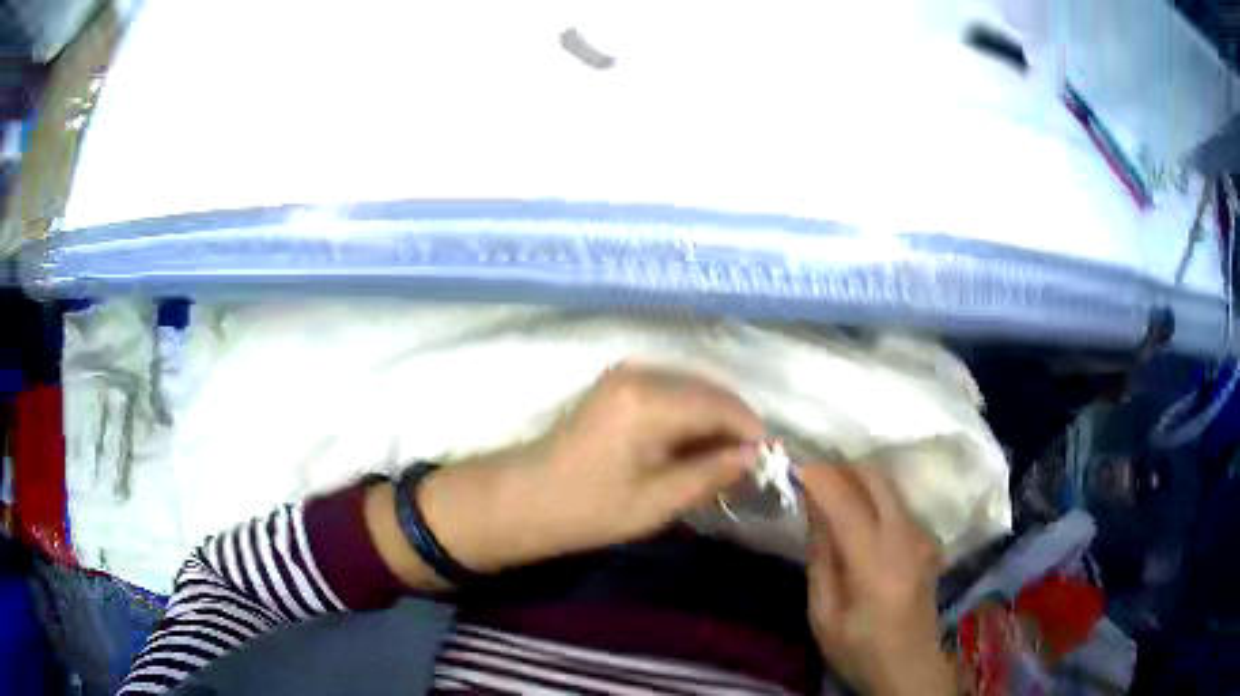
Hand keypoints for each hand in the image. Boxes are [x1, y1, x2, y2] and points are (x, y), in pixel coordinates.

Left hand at [528, 362, 764, 555]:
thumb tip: (755, 455)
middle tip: (750, 465)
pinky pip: (673, 391)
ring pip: (694, 388)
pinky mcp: (619, 382)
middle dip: (735, 425)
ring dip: (715, 420)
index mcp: (648, 401)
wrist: (526, 498)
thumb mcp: (656, 502)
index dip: (751, 431)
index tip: (770, 461)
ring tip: (726, 460)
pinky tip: (695, 447)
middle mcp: (641, 373)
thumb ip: (710, 473)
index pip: (720, 405)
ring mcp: (627, 373)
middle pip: (710, 390)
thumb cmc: (589, 509)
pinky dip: (692, 416)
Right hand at [801, 465, 957, 695]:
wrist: (911, 666)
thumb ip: (821, 560)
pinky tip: (857, 519)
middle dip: (841, 468)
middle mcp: (905, 537)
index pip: (845, 502)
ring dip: (857, 480)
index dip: (818, 478)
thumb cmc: (860, 649)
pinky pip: (897, 504)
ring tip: (829, 494)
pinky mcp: (929, 539)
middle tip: (811, 477)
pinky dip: (873, 497)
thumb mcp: (824, 616)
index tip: (793, 466)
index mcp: (875, 562)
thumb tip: (814, 510)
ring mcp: (922, 535)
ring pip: (889, 486)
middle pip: (875, 478)